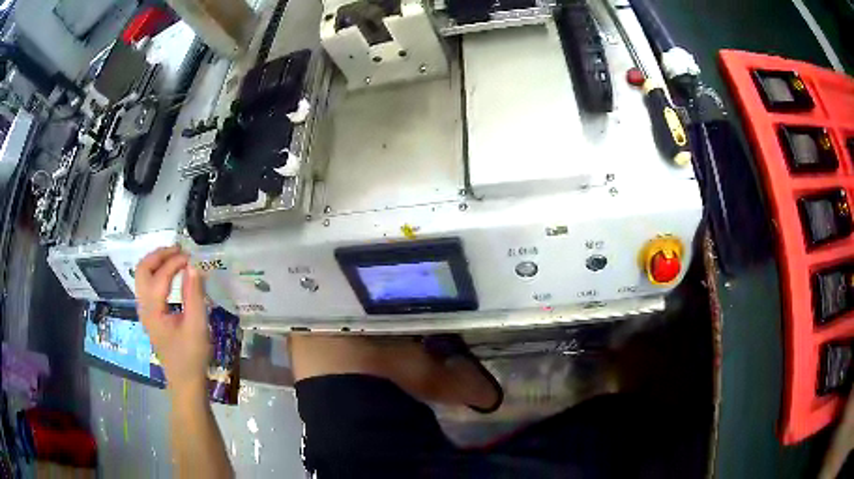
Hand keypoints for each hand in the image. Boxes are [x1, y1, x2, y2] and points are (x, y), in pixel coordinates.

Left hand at [135, 246, 210, 394]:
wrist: (185, 381)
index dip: (175, 263)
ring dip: (156, 262)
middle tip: (178, 251)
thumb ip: (195, 295)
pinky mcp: (149, 314)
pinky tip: (170, 275)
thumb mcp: (197, 327)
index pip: (160, 276)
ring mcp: (144, 311)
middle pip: (143, 269)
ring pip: (142, 275)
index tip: (192, 258)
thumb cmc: (192, 356)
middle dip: (159, 255)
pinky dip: (156, 273)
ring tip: (175, 258)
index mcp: (153, 311)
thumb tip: (194, 267)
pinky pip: (146, 284)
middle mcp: (144, 307)